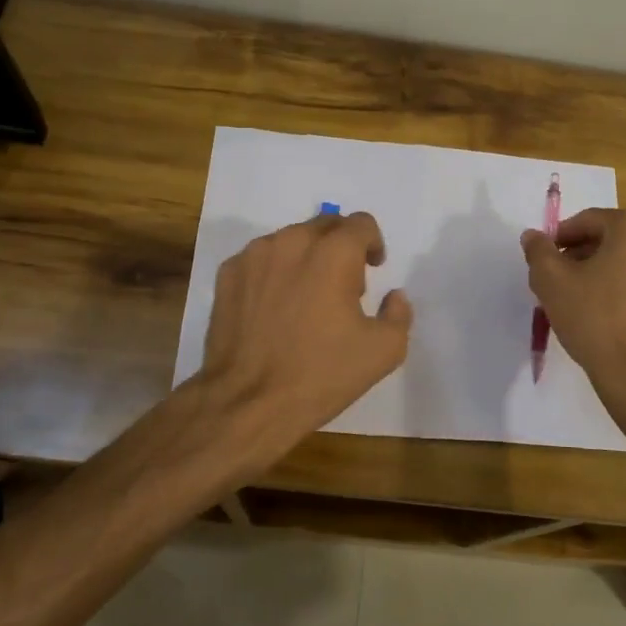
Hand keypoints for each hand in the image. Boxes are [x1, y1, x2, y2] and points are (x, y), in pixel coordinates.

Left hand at [199, 211, 413, 450]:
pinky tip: (275, 308)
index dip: (373, 244)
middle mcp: (291, 242)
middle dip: (341, 247)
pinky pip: (260, 260)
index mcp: (333, 253)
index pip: (361, 223)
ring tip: (307, 299)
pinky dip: (274, 272)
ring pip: (290, 240)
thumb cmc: (321, 374)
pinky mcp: (227, 275)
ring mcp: (254, 256)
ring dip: (306, 258)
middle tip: (344, 287)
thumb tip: (394, 296)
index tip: (373, 268)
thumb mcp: (383, 351)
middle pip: (325, 225)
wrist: (248, 402)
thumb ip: (398, 314)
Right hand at [520, 208, 625, 402]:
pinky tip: (607, 312)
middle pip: (611, 238)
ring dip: (603, 271)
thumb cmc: (594, 318)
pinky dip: (625, 288)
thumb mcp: (552, 281)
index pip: (587, 221)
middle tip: (558, 280)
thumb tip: (532, 236)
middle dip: (582, 255)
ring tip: (580, 298)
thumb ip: (538, 251)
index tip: (544, 261)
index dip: (560, 239)